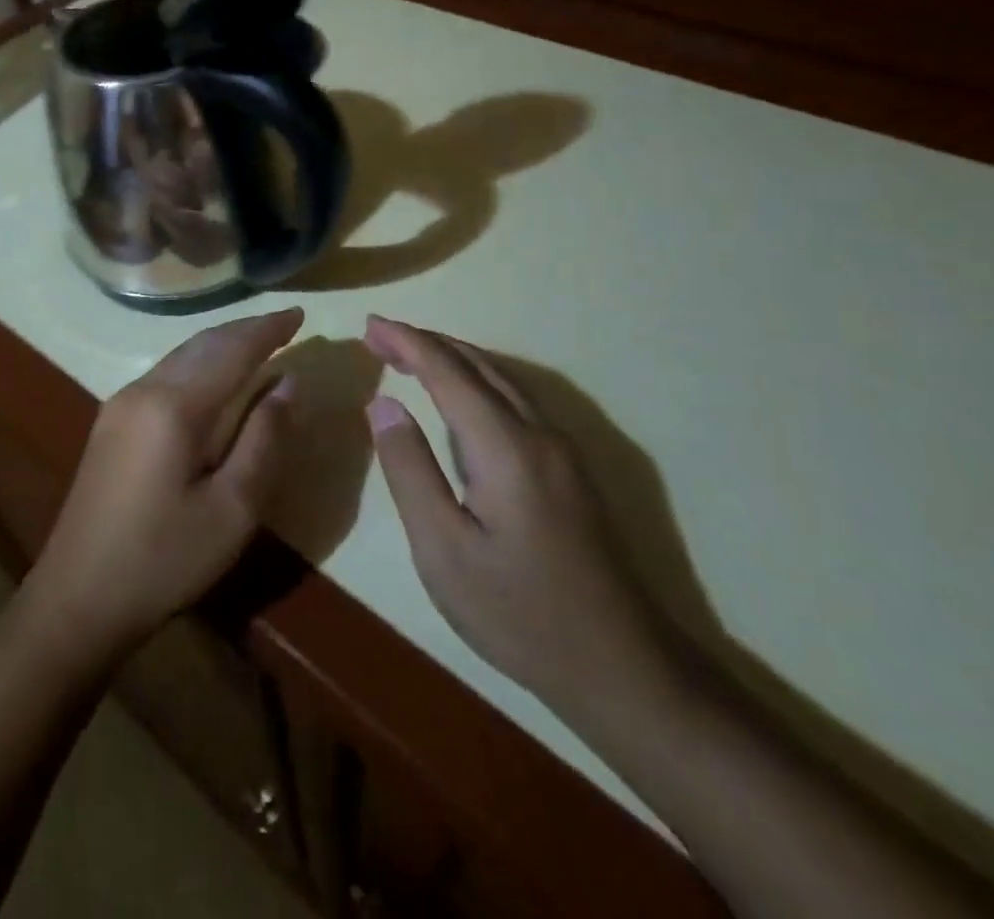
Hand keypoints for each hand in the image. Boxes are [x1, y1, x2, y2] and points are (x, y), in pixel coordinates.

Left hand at [24, 308, 303, 659]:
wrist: (77, 598)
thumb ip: (264, 439)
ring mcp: (120, 404)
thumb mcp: (232, 509)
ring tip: (257, 343)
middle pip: (202, 344)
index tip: (300, 314)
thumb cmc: (164, 559)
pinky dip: (198, 364)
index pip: (231, 350)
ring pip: (180, 356)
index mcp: (173, 406)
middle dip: (245, 330)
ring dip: (220, 344)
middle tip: (284, 324)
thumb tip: (287, 383)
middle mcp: (143, 390)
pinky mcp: (111, 423)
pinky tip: (213, 378)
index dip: (267, 330)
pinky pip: (165, 374)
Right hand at [363, 316, 677, 715]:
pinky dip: (476, 382)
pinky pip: (516, 401)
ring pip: (501, 380)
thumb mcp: (443, 549)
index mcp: (506, 445)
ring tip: (410, 356)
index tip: (370, 324)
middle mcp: (538, 433)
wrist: (622, 668)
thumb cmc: (519, 612)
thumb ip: (410, 469)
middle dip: (426, 343)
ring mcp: (561, 451)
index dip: (407, 342)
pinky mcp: (570, 472)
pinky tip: (461, 398)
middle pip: (477, 366)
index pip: (448, 372)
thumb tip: (382, 404)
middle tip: (380, 336)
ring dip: (453, 359)